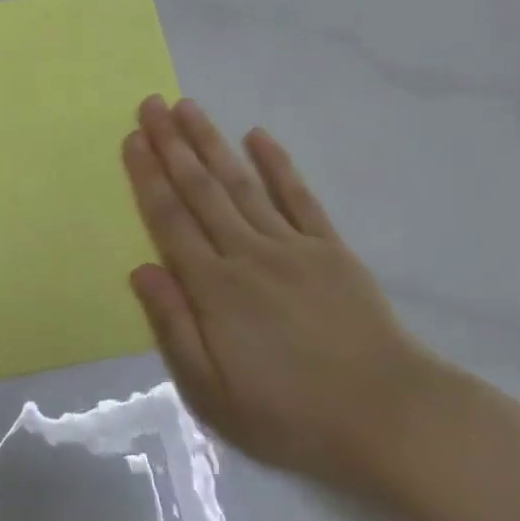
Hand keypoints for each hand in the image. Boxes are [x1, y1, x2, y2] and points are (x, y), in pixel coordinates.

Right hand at [121, 95, 430, 486]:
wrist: (387, 416)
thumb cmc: (290, 415)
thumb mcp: (213, 394)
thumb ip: (174, 327)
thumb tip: (141, 270)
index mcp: (214, 289)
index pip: (170, 219)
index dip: (148, 176)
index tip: (132, 139)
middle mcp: (247, 254)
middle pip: (201, 189)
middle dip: (172, 145)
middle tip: (151, 104)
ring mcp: (292, 245)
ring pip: (241, 183)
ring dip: (212, 142)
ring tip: (188, 107)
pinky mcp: (330, 248)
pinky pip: (299, 196)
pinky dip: (277, 164)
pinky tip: (258, 136)